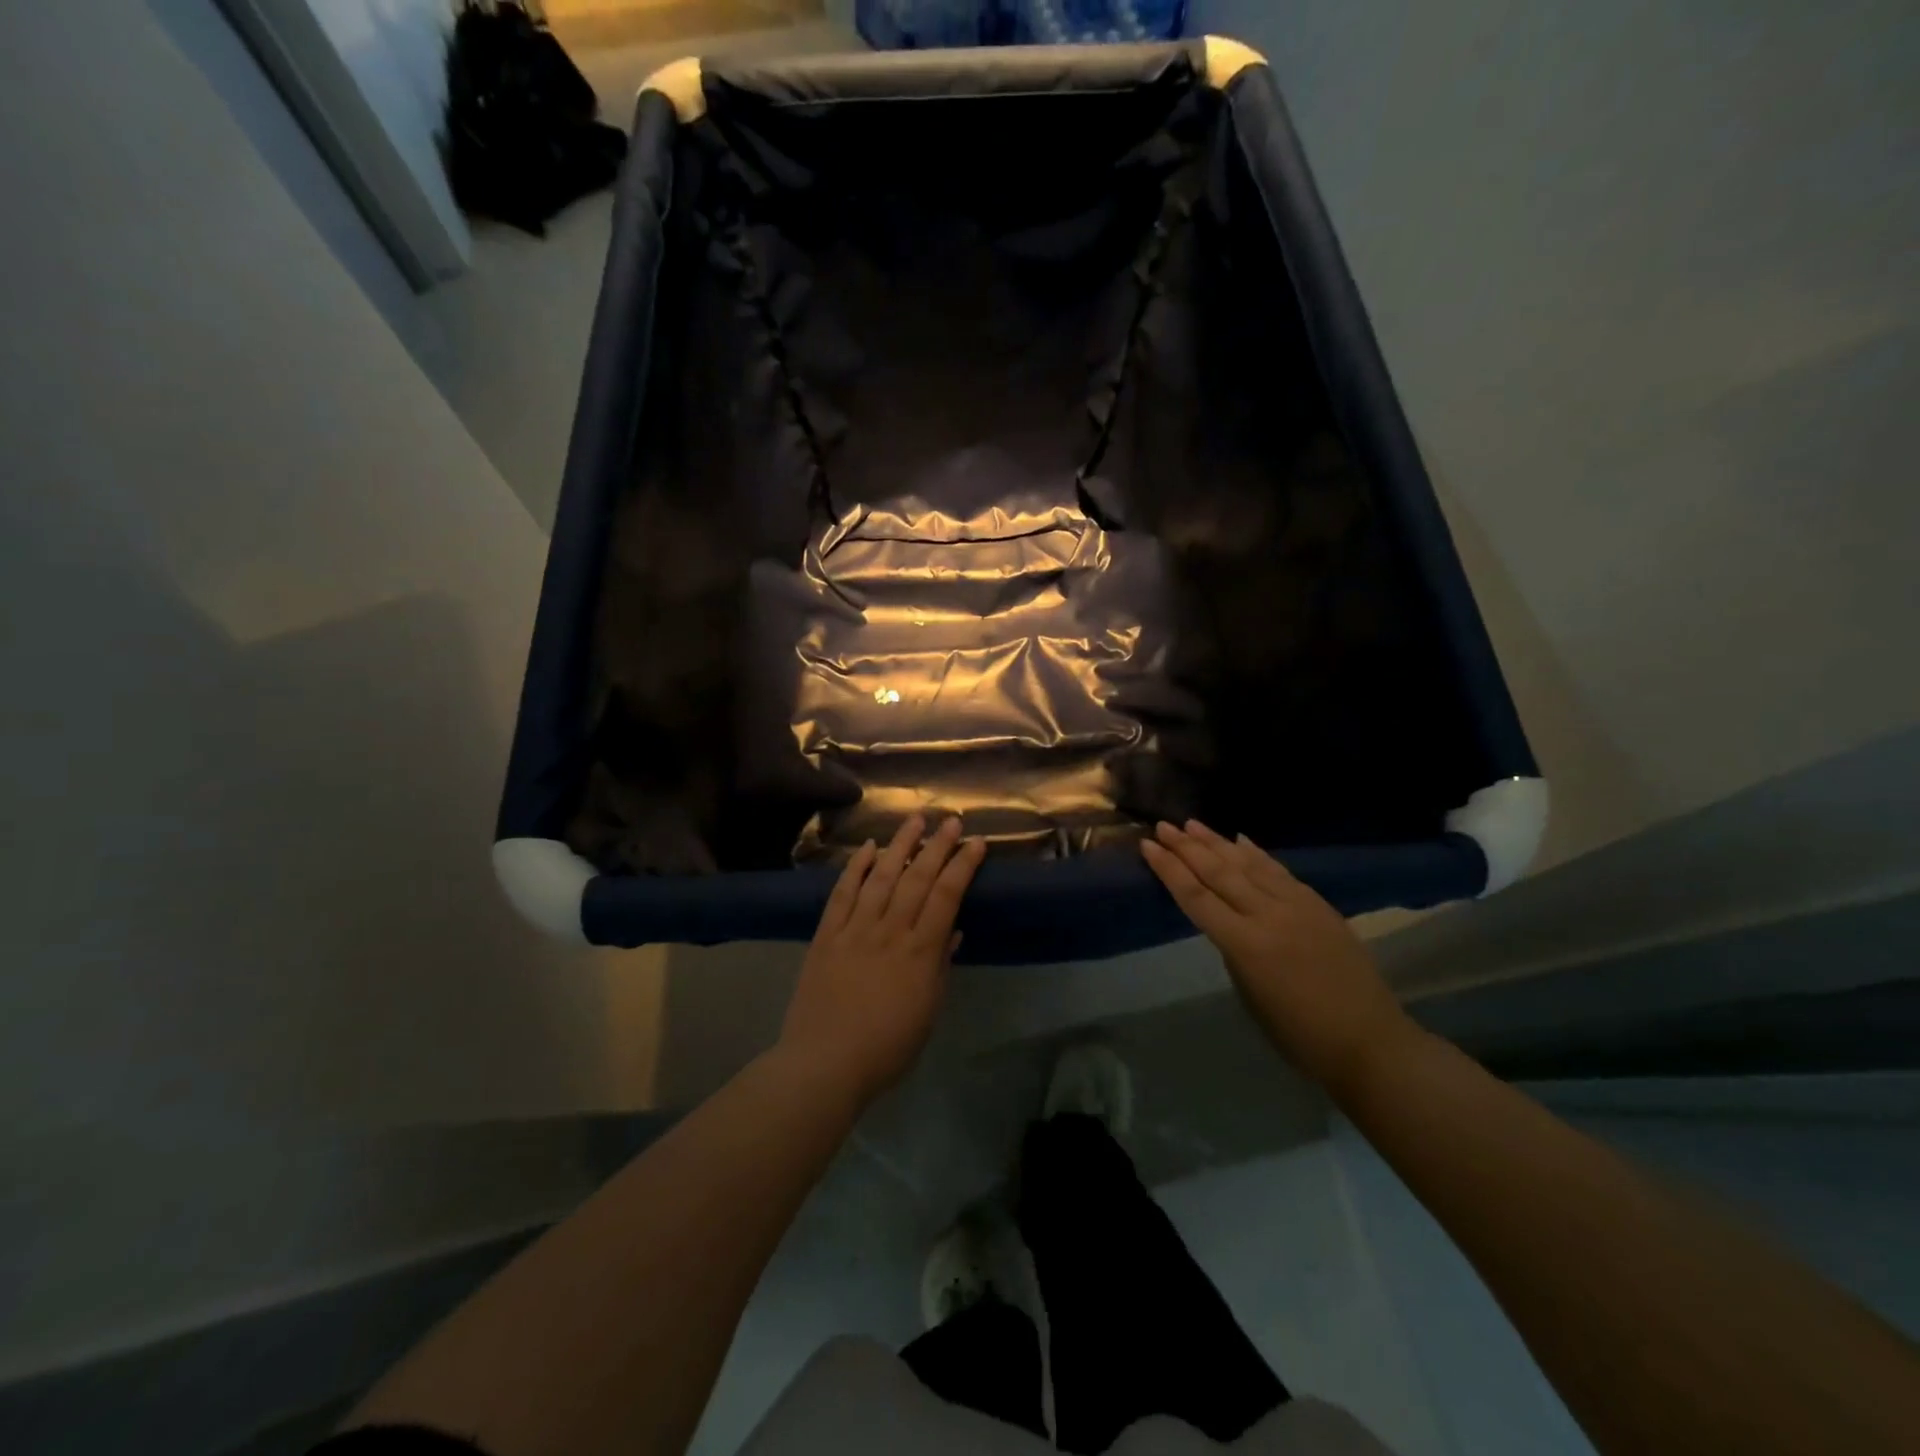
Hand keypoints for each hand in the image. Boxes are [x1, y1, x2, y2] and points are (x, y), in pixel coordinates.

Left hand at [779, 814, 986, 1104]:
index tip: (976, 843)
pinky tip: (867, 849)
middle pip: (917, 878)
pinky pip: (843, 894)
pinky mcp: (827, 935)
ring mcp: (855, 929)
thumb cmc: (887, 1048)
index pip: (946, 896)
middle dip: (937, 846)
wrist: (825, 1063)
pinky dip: (856, 868)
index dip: (963, 866)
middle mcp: (890, 930)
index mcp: (920, 951)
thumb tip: (952, 931)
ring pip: (881, 877)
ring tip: (914, 820)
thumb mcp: (928, 1012)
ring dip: (899, 845)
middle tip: (950, 820)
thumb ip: (940, 967)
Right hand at [1140, 820, 1413, 1093]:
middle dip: (1187, 847)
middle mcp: (1268, 916)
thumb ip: (1233, 950)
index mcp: (1245, 945)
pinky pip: (1279, 871)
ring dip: (1217, 842)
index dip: (1169, 869)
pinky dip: (1257, 853)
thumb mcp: (1249, 994)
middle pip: (1219, 872)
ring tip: (1192, 823)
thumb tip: (1227, 920)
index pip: (1196, 897)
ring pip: (1249, 864)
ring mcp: (1297, 905)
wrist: (1368, 1040)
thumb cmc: (1298, 1034)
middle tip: (1163, 826)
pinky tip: (1241, 838)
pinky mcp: (1318, 904)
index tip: (1148, 846)